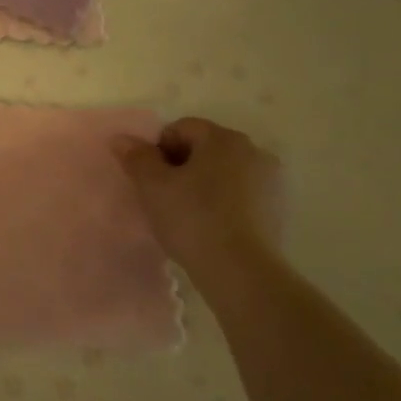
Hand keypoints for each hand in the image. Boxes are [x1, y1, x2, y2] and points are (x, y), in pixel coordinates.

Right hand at [112, 117, 283, 273]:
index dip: (158, 150)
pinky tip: (210, 227)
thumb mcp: (152, 186)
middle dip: (181, 166)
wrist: (241, 271)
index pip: (181, 128)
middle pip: (205, 148)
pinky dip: (223, 203)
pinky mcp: (278, 209)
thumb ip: (136, 157)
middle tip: (164, 197)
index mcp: (223, 138)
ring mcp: (271, 181)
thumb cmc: (192, 219)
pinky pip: (241, 195)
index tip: (150, 179)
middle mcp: (253, 150)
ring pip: (224, 172)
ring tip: (186, 214)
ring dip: (203, 184)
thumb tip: (121, 139)